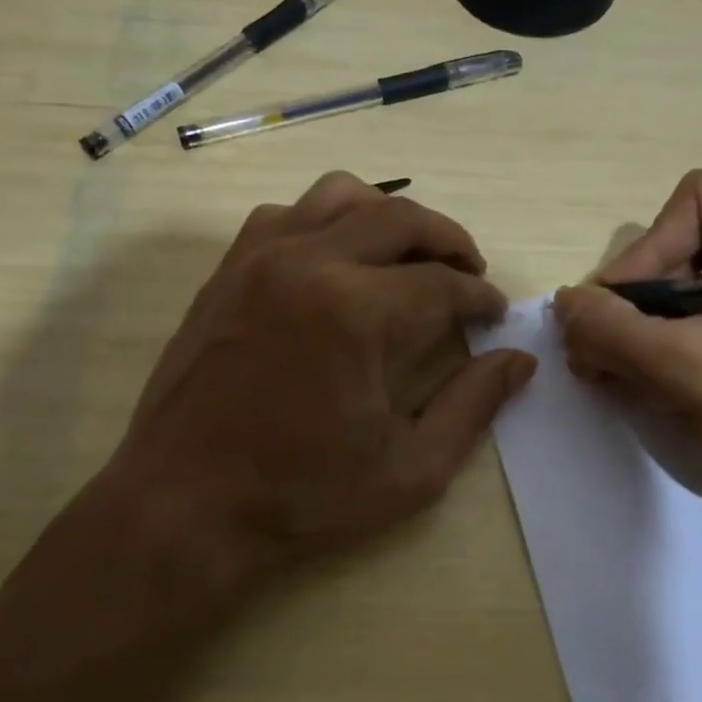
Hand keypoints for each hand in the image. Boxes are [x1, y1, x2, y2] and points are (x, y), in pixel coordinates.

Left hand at [17, 174, 535, 655]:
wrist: (183, 505)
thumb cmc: (301, 496)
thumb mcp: (408, 469)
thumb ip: (472, 406)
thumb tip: (519, 360)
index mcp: (355, 312)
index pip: (441, 283)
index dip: (480, 297)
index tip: (495, 314)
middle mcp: (308, 262)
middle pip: (401, 218)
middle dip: (450, 242)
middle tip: (470, 276)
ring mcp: (259, 258)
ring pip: (341, 196)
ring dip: (389, 217)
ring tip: (409, 257)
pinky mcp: (228, 269)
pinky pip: (288, 214)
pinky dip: (328, 222)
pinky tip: (338, 262)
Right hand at [554, 170, 701, 579]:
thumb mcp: (694, 372)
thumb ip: (616, 329)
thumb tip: (561, 300)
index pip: (698, 204)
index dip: (645, 252)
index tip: (610, 313)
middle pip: (690, 244)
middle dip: (637, 298)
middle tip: (594, 348)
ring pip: (692, 287)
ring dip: (643, 327)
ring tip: (604, 370)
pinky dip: (666, 346)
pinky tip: (633, 381)